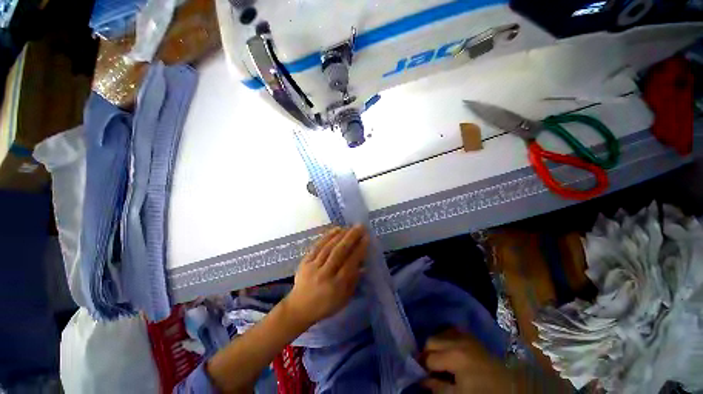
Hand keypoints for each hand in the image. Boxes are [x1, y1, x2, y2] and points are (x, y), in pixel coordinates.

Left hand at [284, 225, 368, 327]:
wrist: (299, 307)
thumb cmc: (325, 305)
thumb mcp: (344, 298)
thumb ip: (354, 281)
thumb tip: (364, 264)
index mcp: (337, 286)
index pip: (350, 263)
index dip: (359, 249)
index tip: (366, 237)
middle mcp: (325, 274)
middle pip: (339, 252)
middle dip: (351, 237)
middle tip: (360, 226)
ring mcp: (313, 266)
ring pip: (329, 247)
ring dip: (341, 235)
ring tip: (350, 226)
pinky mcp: (305, 261)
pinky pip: (317, 246)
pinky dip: (327, 236)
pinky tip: (336, 229)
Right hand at [421, 329, 512, 393]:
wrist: (511, 389)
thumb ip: (438, 387)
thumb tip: (422, 380)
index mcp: (455, 356)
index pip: (429, 357)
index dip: (423, 367)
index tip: (421, 373)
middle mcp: (458, 341)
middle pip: (431, 340)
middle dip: (427, 353)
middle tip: (430, 368)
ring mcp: (466, 336)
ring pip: (440, 333)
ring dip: (436, 345)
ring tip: (440, 359)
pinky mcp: (472, 337)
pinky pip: (453, 330)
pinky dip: (447, 338)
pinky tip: (449, 350)